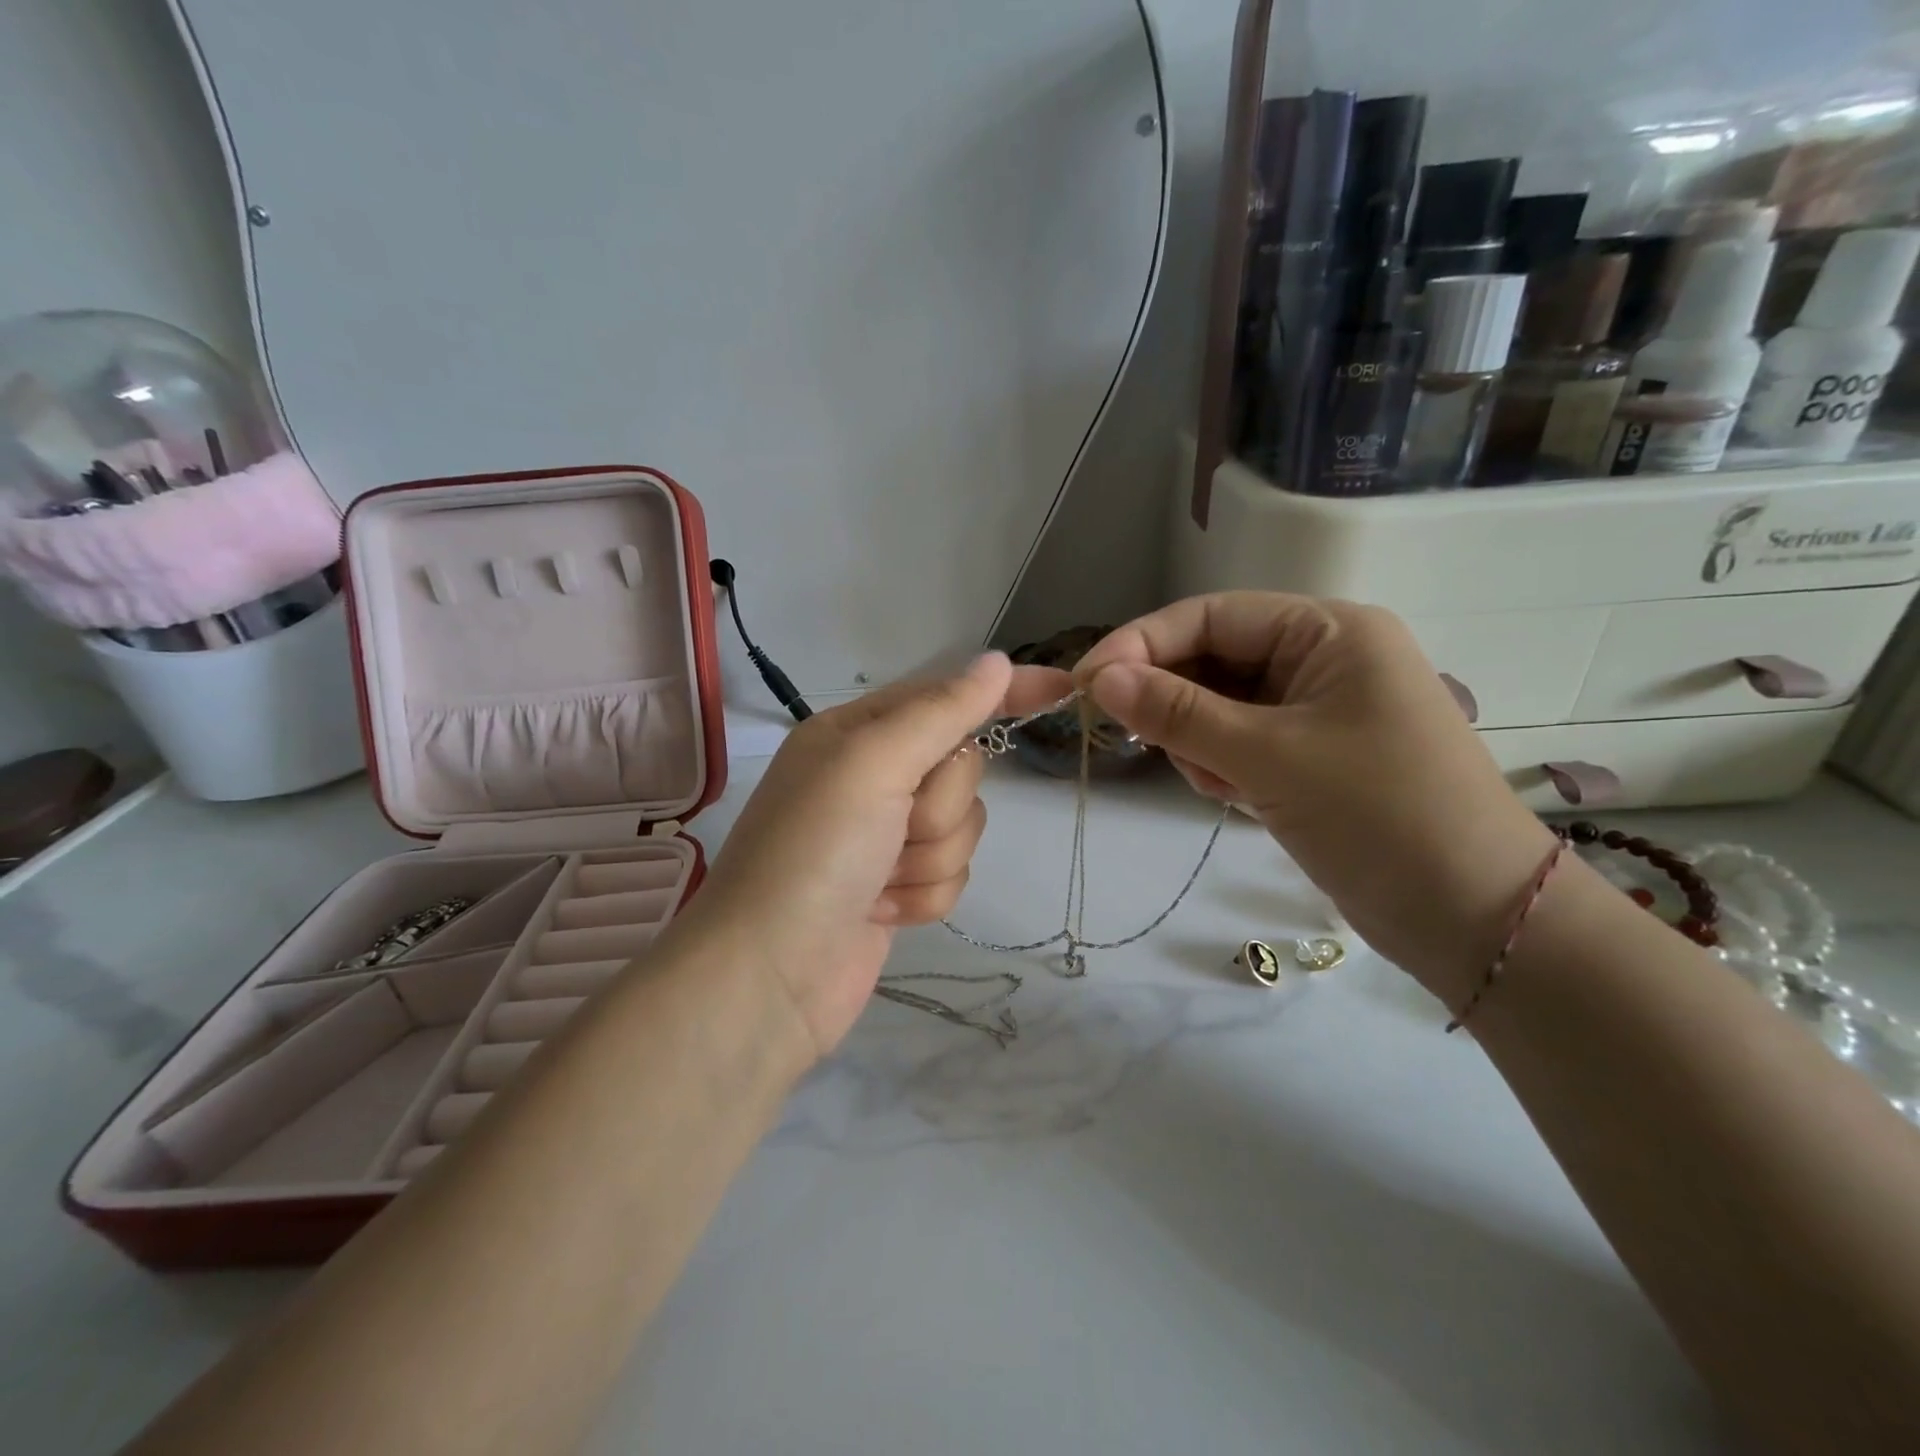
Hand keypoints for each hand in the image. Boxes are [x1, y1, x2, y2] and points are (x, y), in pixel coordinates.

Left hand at [674, 653, 1069, 1058]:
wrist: (769, 978)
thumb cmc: (814, 853)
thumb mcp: (873, 763)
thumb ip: (941, 711)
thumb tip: (997, 662)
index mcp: (856, 733)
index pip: (947, 697)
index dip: (1004, 693)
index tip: (1064, 689)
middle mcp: (871, 778)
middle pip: (961, 770)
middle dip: (939, 806)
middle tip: (895, 827)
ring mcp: (884, 837)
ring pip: (962, 827)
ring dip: (929, 858)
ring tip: (879, 880)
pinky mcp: (896, 889)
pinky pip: (950, 876)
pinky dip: (923, 896)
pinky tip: (881, 911)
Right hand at [1075, 593, 1555, 1003]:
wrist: (1475, 919)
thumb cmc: (1379, 815)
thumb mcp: (1267, 757)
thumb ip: (1177, 713)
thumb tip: (1100, 678)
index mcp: (1328, 631)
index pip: (1212, 615)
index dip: (1142, 643)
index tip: (1085, 682)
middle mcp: (1323, 659)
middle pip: (1213, 659)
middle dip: (1176, 702)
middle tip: (1141, 743)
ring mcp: (1318, 710)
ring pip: (1219, 706)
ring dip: (1201, 742)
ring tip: (1224, 786)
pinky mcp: (1311, 755)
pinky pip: (1240, 742)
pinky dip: (1223, 765)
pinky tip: (1239, 799)